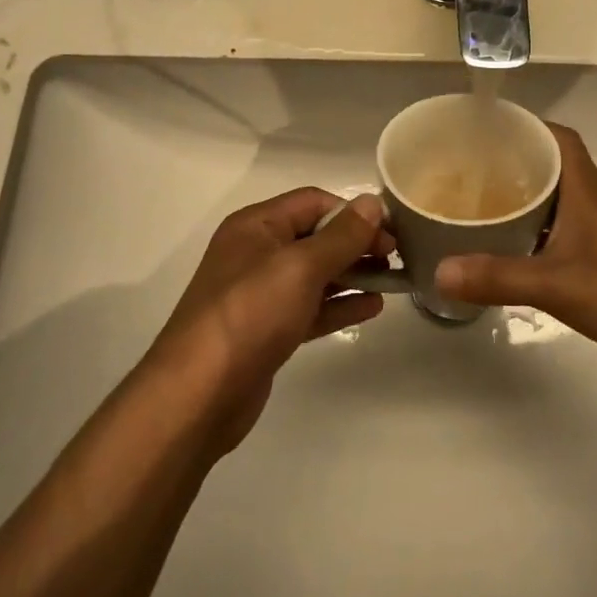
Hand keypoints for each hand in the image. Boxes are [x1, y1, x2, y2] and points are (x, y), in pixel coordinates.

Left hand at [149, 188, 392, 449]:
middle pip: (316, 237)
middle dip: (357, 243)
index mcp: (256, 226)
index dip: (353, 212)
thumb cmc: (250, 315)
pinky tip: (372, 308)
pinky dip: (340, 305)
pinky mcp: (269, 329)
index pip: (313, 202)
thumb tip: (373, 203)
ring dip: (354, 274)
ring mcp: (261, 293)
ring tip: (394, 282)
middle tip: (397, 258)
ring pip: (316, 274)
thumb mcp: (300, 267)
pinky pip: (311, 307)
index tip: (392, 231)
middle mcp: (257, 253)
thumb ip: (341, 235)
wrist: (199, 394)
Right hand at [435, 124, 596, 380]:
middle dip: (518, 163)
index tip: (489, 131)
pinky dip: (542, 231)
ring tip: (486, 206)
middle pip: (557, 167)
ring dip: (530, 199)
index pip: (560, 138)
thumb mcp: (553, 283)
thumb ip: (497, 276)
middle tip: (474, 171)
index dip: (528, 127)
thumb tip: (440, 272)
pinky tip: (519, 249)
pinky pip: (568, 230)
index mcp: (587, 191)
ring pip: (562, 200)